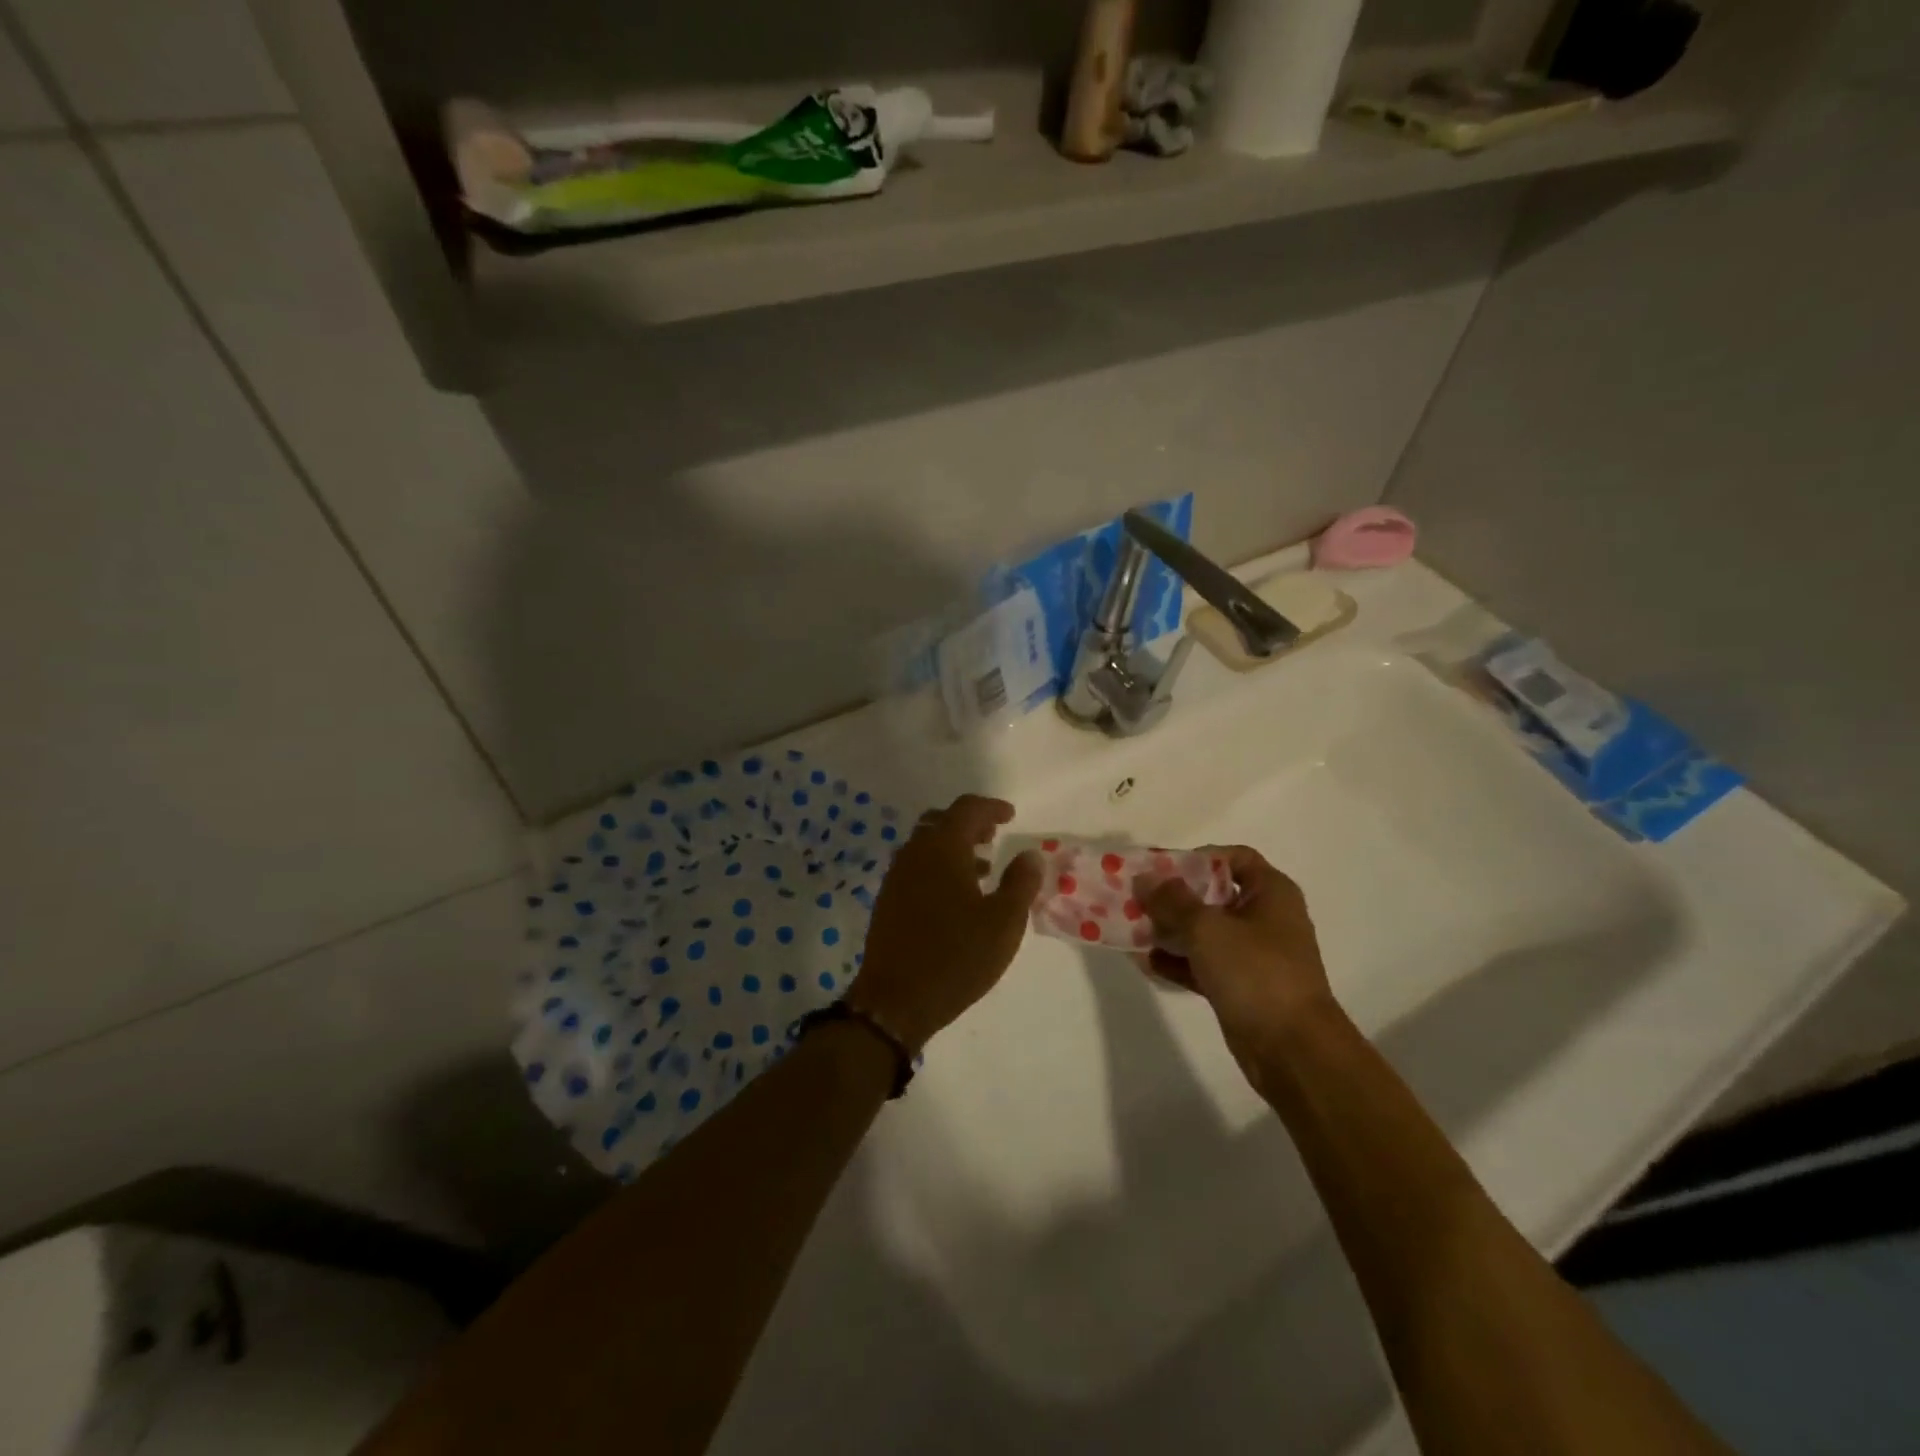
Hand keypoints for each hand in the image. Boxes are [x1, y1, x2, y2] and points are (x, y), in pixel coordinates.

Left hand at [848, 795, 1043, 1052]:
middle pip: (941, 821)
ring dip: (953, 847)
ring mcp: (896, 877)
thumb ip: (1020, 882)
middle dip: (969, 823)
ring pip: (926, 845)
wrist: (896, 1000)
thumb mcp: (1004, 922)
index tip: (1010, 815)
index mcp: (942, 849)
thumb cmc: (957, 956)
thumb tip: (1030, 854)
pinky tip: (956, 896)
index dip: (991, 807)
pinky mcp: (887, 900)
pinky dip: (938, 867)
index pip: (967, 809)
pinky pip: (916, 867)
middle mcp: (914, 854)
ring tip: (983, 869)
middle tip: (993, 836)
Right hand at [1135, 846, 1337, 1072]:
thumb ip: (1171, 900)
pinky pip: (1203, 963)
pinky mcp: (1240, 986)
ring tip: (1133, 929)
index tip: (1162, 869)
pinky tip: (1145, 961)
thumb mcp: (1207, 928)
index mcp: (1271, 893)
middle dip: (1174, 896)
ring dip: (1170, 929)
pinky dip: (1177, 961)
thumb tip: (1145, 879)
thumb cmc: (1255, 973)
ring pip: (1205, 931)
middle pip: (1213, 894)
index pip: (1234, 857)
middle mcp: (1265, 918)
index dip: (1198, 858)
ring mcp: (1254, 955)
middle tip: (1137, 898)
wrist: (1292, 1050)